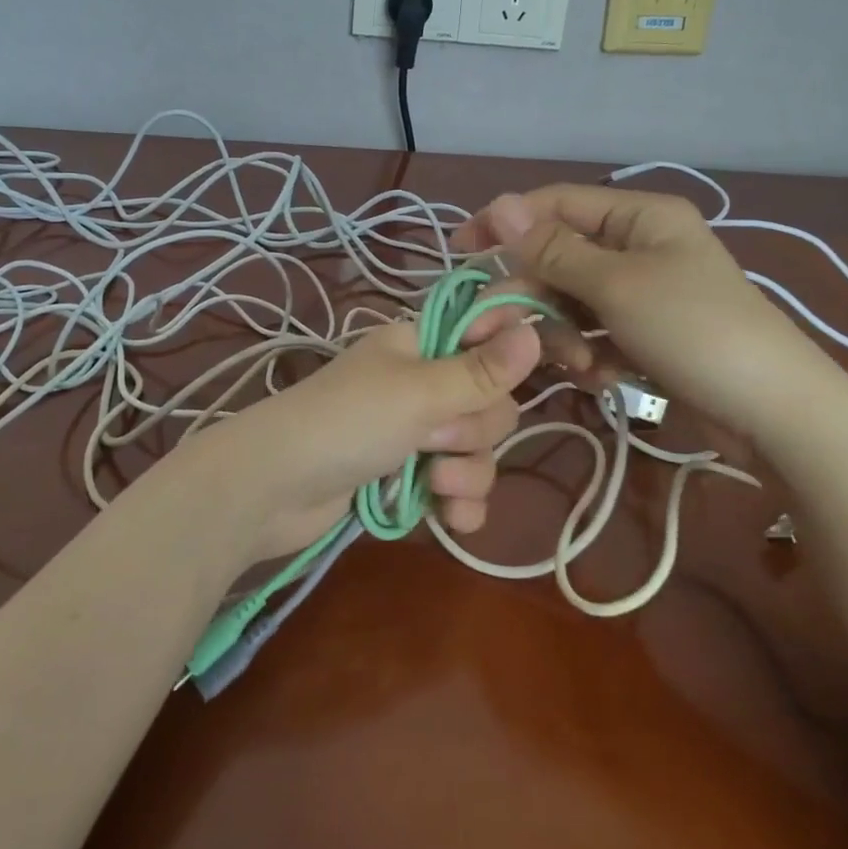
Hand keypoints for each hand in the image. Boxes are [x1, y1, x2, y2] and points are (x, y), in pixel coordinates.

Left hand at [187, 315, 541, 561]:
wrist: (271, 490)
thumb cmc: (345, 423)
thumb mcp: (417, 393)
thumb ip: (480, 370)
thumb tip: (532, 328)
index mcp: (421, 344)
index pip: (490, 333)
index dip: (526, 347)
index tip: (576, 363)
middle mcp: (420, 382)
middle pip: (491, 403)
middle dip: (475, 432)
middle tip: (433, 439)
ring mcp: (412, 432)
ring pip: (477, 450)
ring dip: (465, 474)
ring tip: (432, 484)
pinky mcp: (405, 475)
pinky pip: (456, 487)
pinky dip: (457, 504)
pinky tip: (448, 520)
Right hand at [454, 184, 829, 438]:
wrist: (773, 413)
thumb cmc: (694, 331)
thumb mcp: (616, 286)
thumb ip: (552, 248)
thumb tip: (500, 203)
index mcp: (639, 217)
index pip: (556, 204)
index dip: (505, 224)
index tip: (460, 251)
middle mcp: (638, 247)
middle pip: (558, 259)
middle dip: (532, 297)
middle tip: (495, 331)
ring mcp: (641, 293)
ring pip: (571, 301)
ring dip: (562, 333)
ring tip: (577, 365)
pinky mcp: (643, 334)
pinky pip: (593, 333)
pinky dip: (588, 354)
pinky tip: (601, 378)